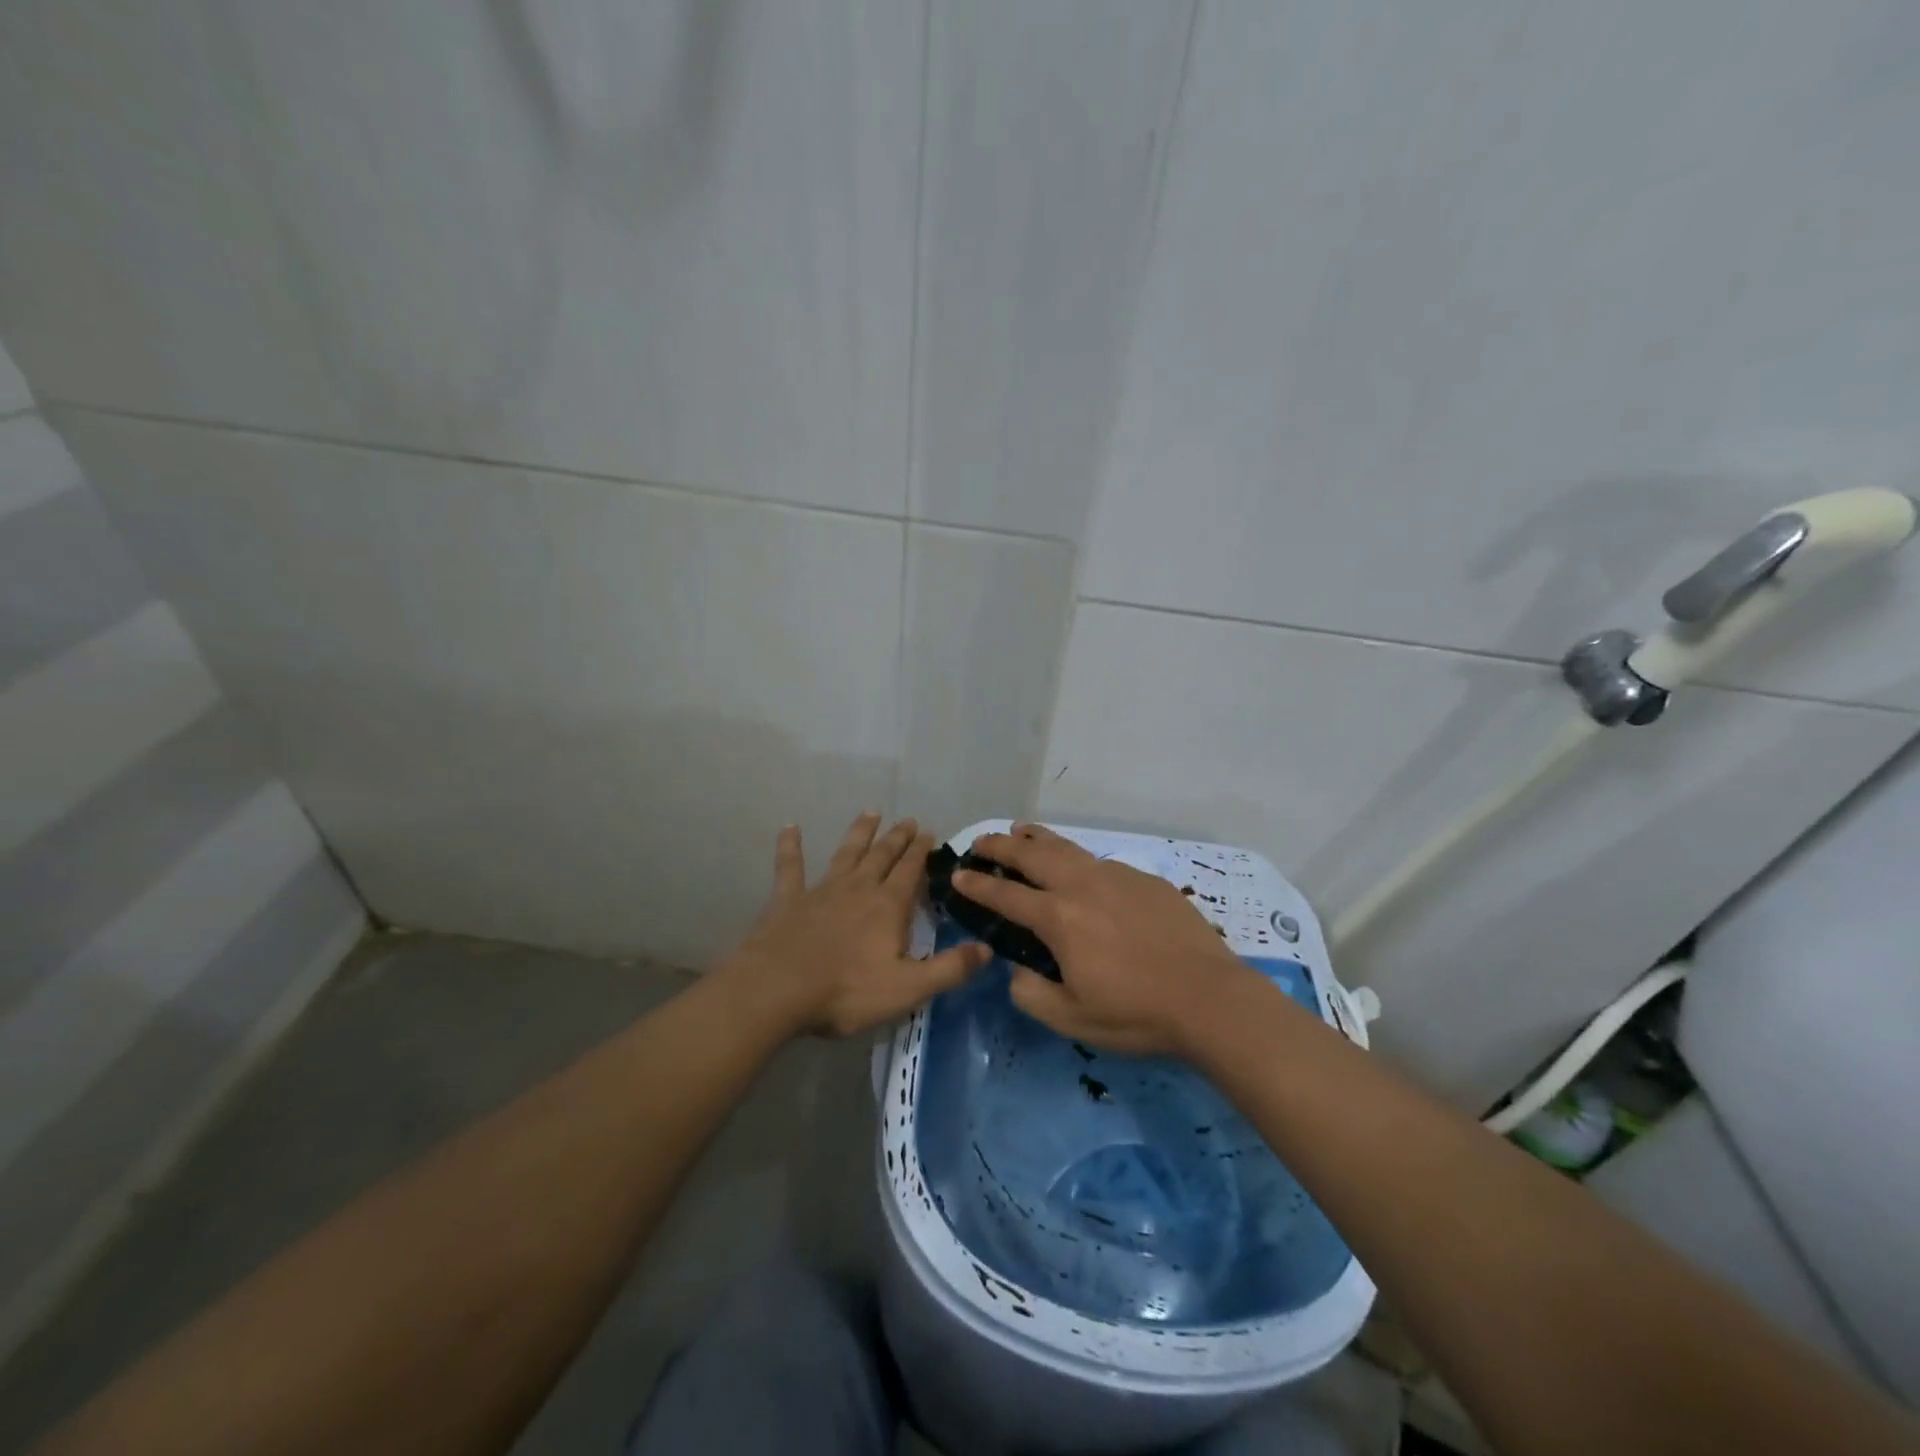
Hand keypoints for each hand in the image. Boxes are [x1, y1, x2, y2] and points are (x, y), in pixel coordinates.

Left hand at [724, 813, 991, 1037]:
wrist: (777, 990)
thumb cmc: (846, 992)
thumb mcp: (908, 988)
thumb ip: (949, 969)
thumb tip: (987, 948)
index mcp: (888, 906)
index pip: (910, 871)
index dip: (921, 852)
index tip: (929, 831)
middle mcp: (858, 888)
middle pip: (882, 856)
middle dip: (897, 838)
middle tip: (907, 820)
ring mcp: (820, 890)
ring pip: (846, 853)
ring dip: (859, 833)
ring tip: (870, 812)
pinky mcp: (787, 900)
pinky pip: (789, 866)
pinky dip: (790, 846)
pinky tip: (790, 827)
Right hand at [955, 824, 1262, 1057]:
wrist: (1208, 997)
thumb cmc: (1136, 1013)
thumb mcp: (1072, 1018)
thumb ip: (1031, 993)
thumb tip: (1018, 971)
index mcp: (1058, 918)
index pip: (1005, 895)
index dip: (977, 885)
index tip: (957, 874)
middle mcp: (1081, 886)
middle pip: (1032, 854)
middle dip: (1001, 845)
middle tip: (981, 842)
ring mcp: (1116, 877)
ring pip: (1067, 847)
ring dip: (1037, 838)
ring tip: (1021, 831)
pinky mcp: (1145, 880)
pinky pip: (1100, 862)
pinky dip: (1077, 857)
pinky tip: (1079, 867)